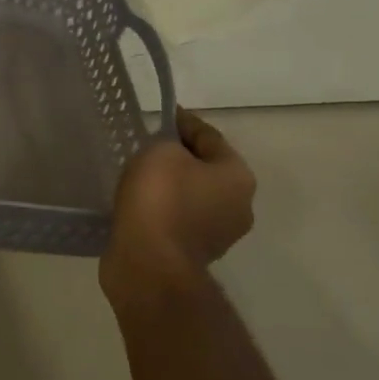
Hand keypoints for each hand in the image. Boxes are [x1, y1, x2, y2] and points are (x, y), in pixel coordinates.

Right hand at [103, 108, 255, 308]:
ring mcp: (220, 234)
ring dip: (171, 186)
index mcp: (238, 176)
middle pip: (206, 169)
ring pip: (193, 196)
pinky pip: (179, 219)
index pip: (210, 136)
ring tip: (139, 176)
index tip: (161, 116)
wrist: (149, 263)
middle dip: (180, 157)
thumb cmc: (160, 198)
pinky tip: (139, 204)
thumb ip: (168, 142)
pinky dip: (163, 209)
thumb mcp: (160, 151)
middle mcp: (239, 205)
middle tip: (147, 146)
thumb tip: (171, 152)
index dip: (184, 122)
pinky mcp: (195, 254)